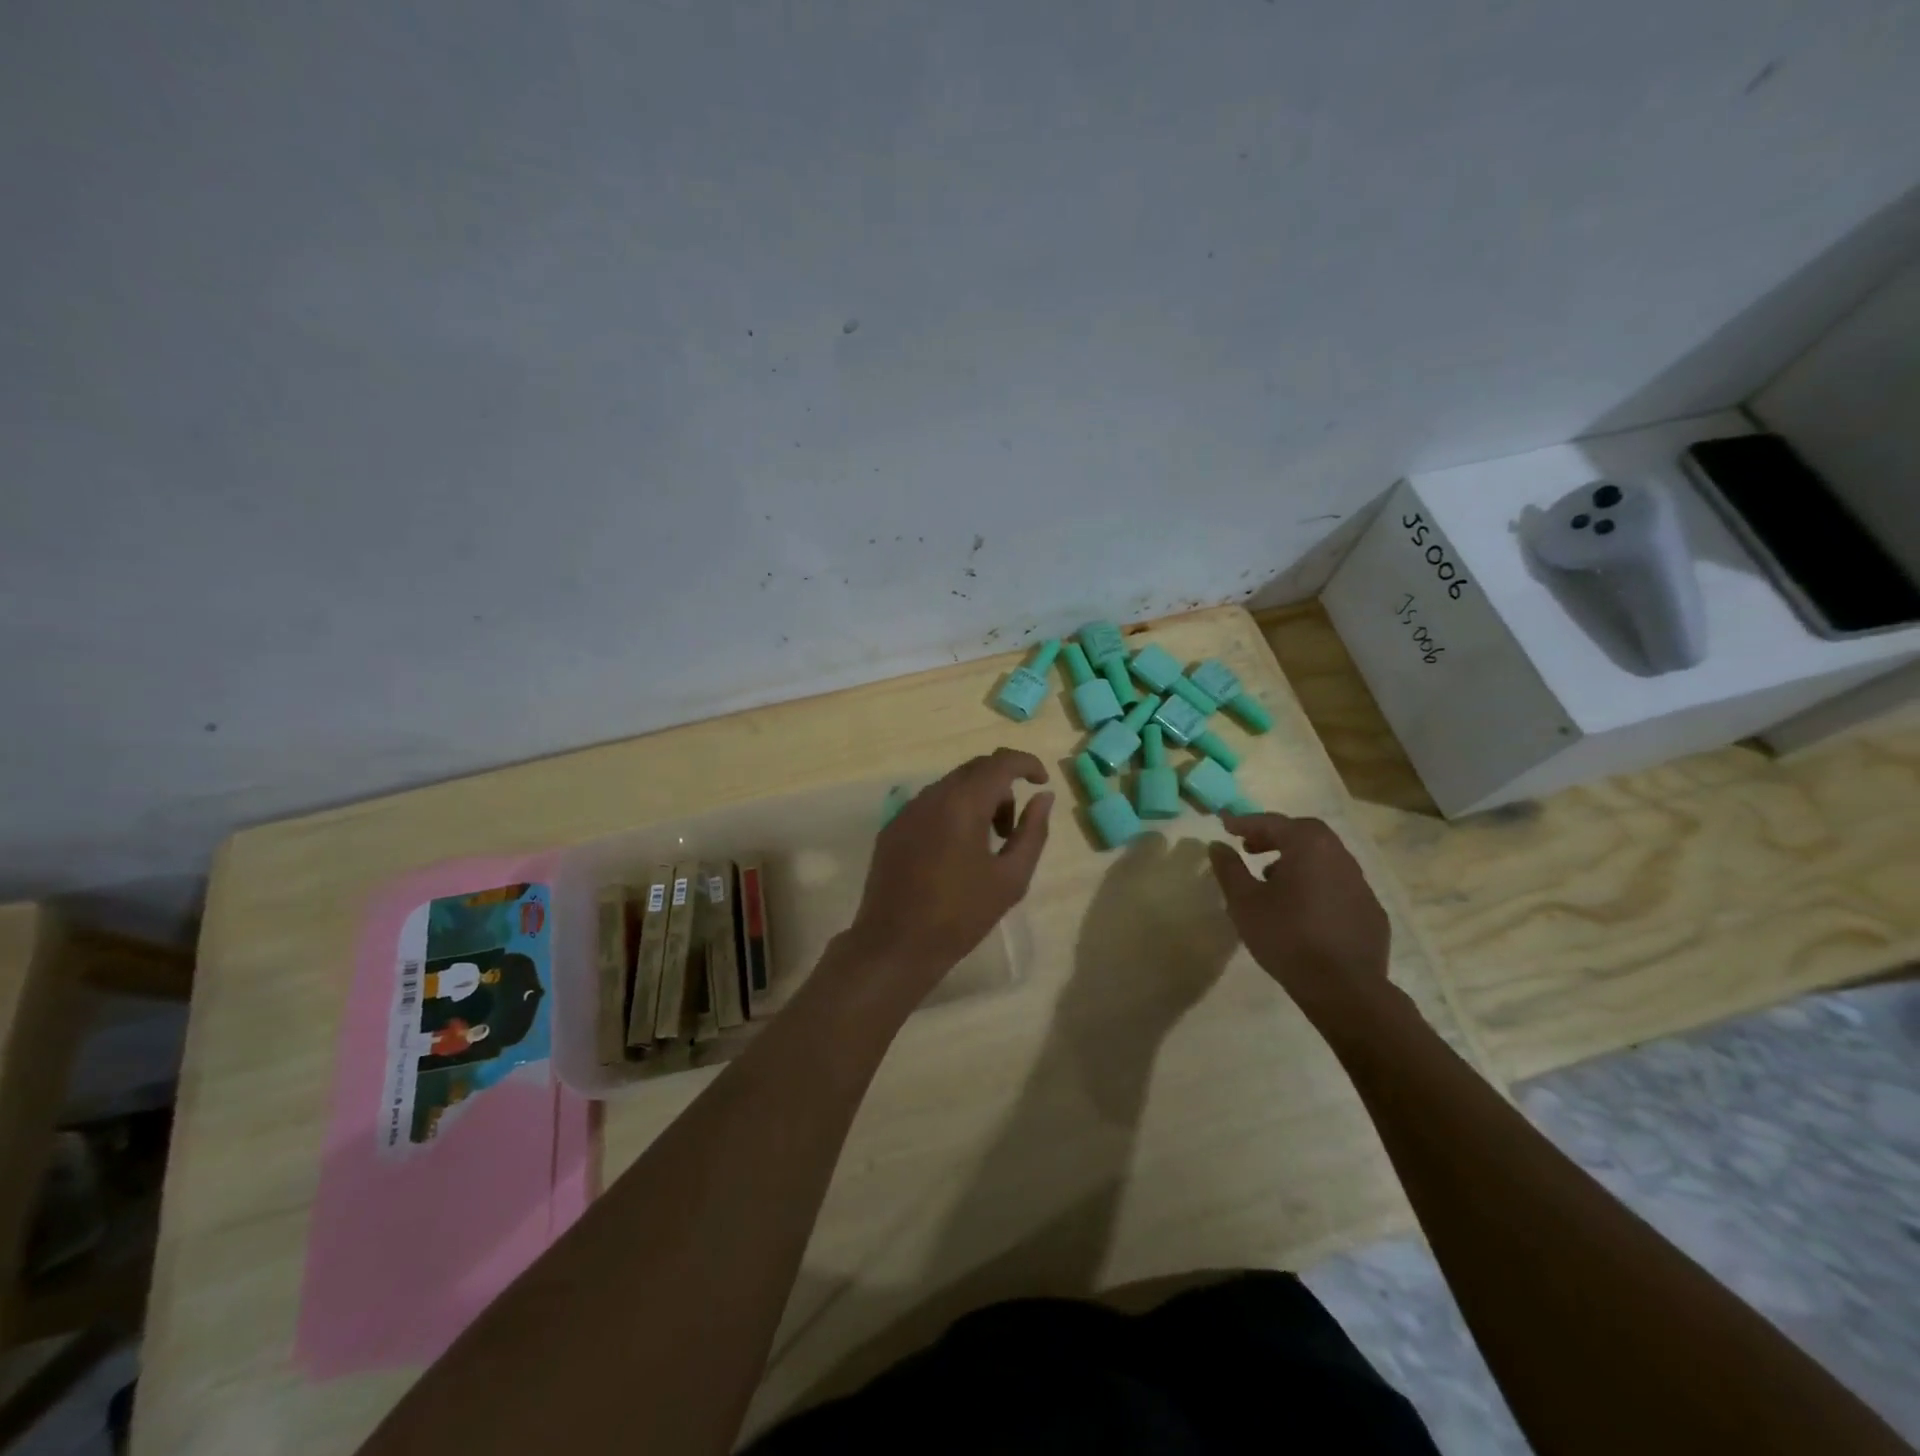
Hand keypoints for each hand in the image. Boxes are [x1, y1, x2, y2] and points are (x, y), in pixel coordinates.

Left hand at [845, 749, 1053, 1001]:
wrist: (895, 945)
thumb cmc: (961, 915)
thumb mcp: (1011, 878)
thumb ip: (1033, 831)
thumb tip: (1043, 796)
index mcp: (963, 803)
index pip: (1000, 762)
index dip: (1026, 763)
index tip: (1042, 781)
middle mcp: (932, 796)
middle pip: (975, 770)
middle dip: (1002, 787)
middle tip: (1011, 830)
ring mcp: (907, 811)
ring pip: (951, 786)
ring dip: (976, 801)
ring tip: (985, 846)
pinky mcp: (892, 828)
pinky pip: (929, 805)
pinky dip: (951, 813)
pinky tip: (953, 854)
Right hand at [1206, 813, 1391, 1023]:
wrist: (1344, 988)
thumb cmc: (1287, 937)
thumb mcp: (1244, 902)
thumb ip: (1229, 869)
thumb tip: (1217, 846)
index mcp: (1309, 847)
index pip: (1273, 823)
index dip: (1245, 822)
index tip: (1224, 825)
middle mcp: (1340, 856)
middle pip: (1304, 833)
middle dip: (1274, 836)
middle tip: (1250, 848)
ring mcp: (1360, 883)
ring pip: (1324, 858)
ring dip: (1295, 860)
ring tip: (1271, 878)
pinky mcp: (1371, 911)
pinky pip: (1338, 885)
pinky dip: (1316, 883)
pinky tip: (1302, 908)